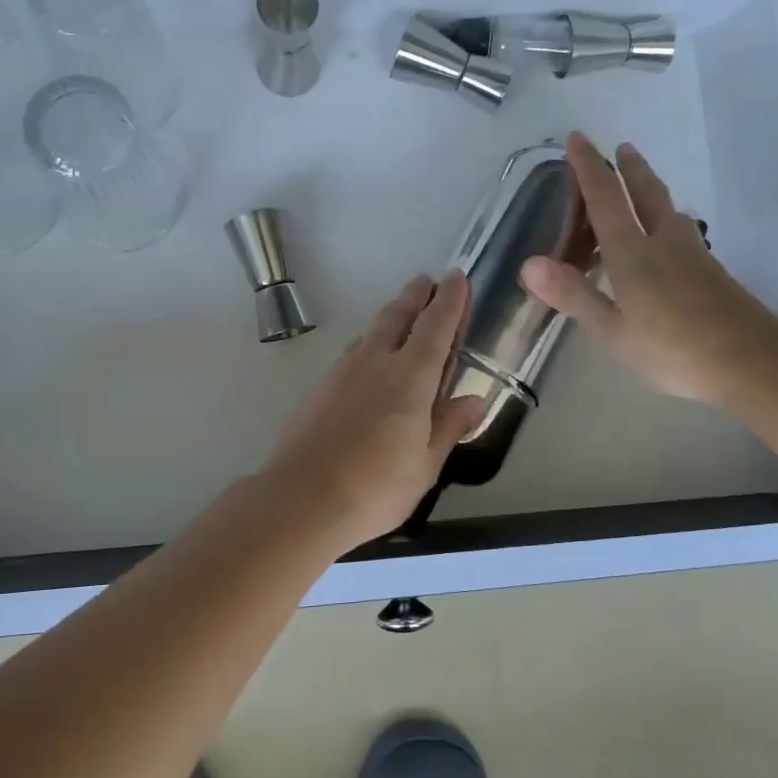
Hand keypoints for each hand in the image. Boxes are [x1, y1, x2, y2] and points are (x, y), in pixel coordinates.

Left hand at [258, 271, 487, 551]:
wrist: (301, 501)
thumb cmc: (375, 487)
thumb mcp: (425, 464)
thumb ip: (450, 426)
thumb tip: (475, 400)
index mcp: (410, 378)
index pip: (435, 327)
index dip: (450, 301)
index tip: (458, 277)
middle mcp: (375, 363)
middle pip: (398, 317)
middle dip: (415, 296)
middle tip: (427, 281)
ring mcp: (342, 373)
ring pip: (371, 332)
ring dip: (391, 316)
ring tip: (402, 312)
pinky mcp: (319, 389)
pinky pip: (352, 352)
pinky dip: (369, 342)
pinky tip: (368, 356)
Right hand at [520, 132, 777, 406]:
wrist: (750, 360)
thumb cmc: (673, 350)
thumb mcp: (613, 331)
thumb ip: (574, 295)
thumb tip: (528, 263)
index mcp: (633, 254)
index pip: (606, 199)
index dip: (589, 168)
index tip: (577, 139)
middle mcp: (664, 243)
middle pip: (646, 193)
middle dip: (629, 168)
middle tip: (620, 147)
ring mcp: (693, 255)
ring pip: (668, 209)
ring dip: (651, 188)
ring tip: (642, 182)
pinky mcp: (711, 271)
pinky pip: (681, 230)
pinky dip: (665, 218)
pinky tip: (669, 234)